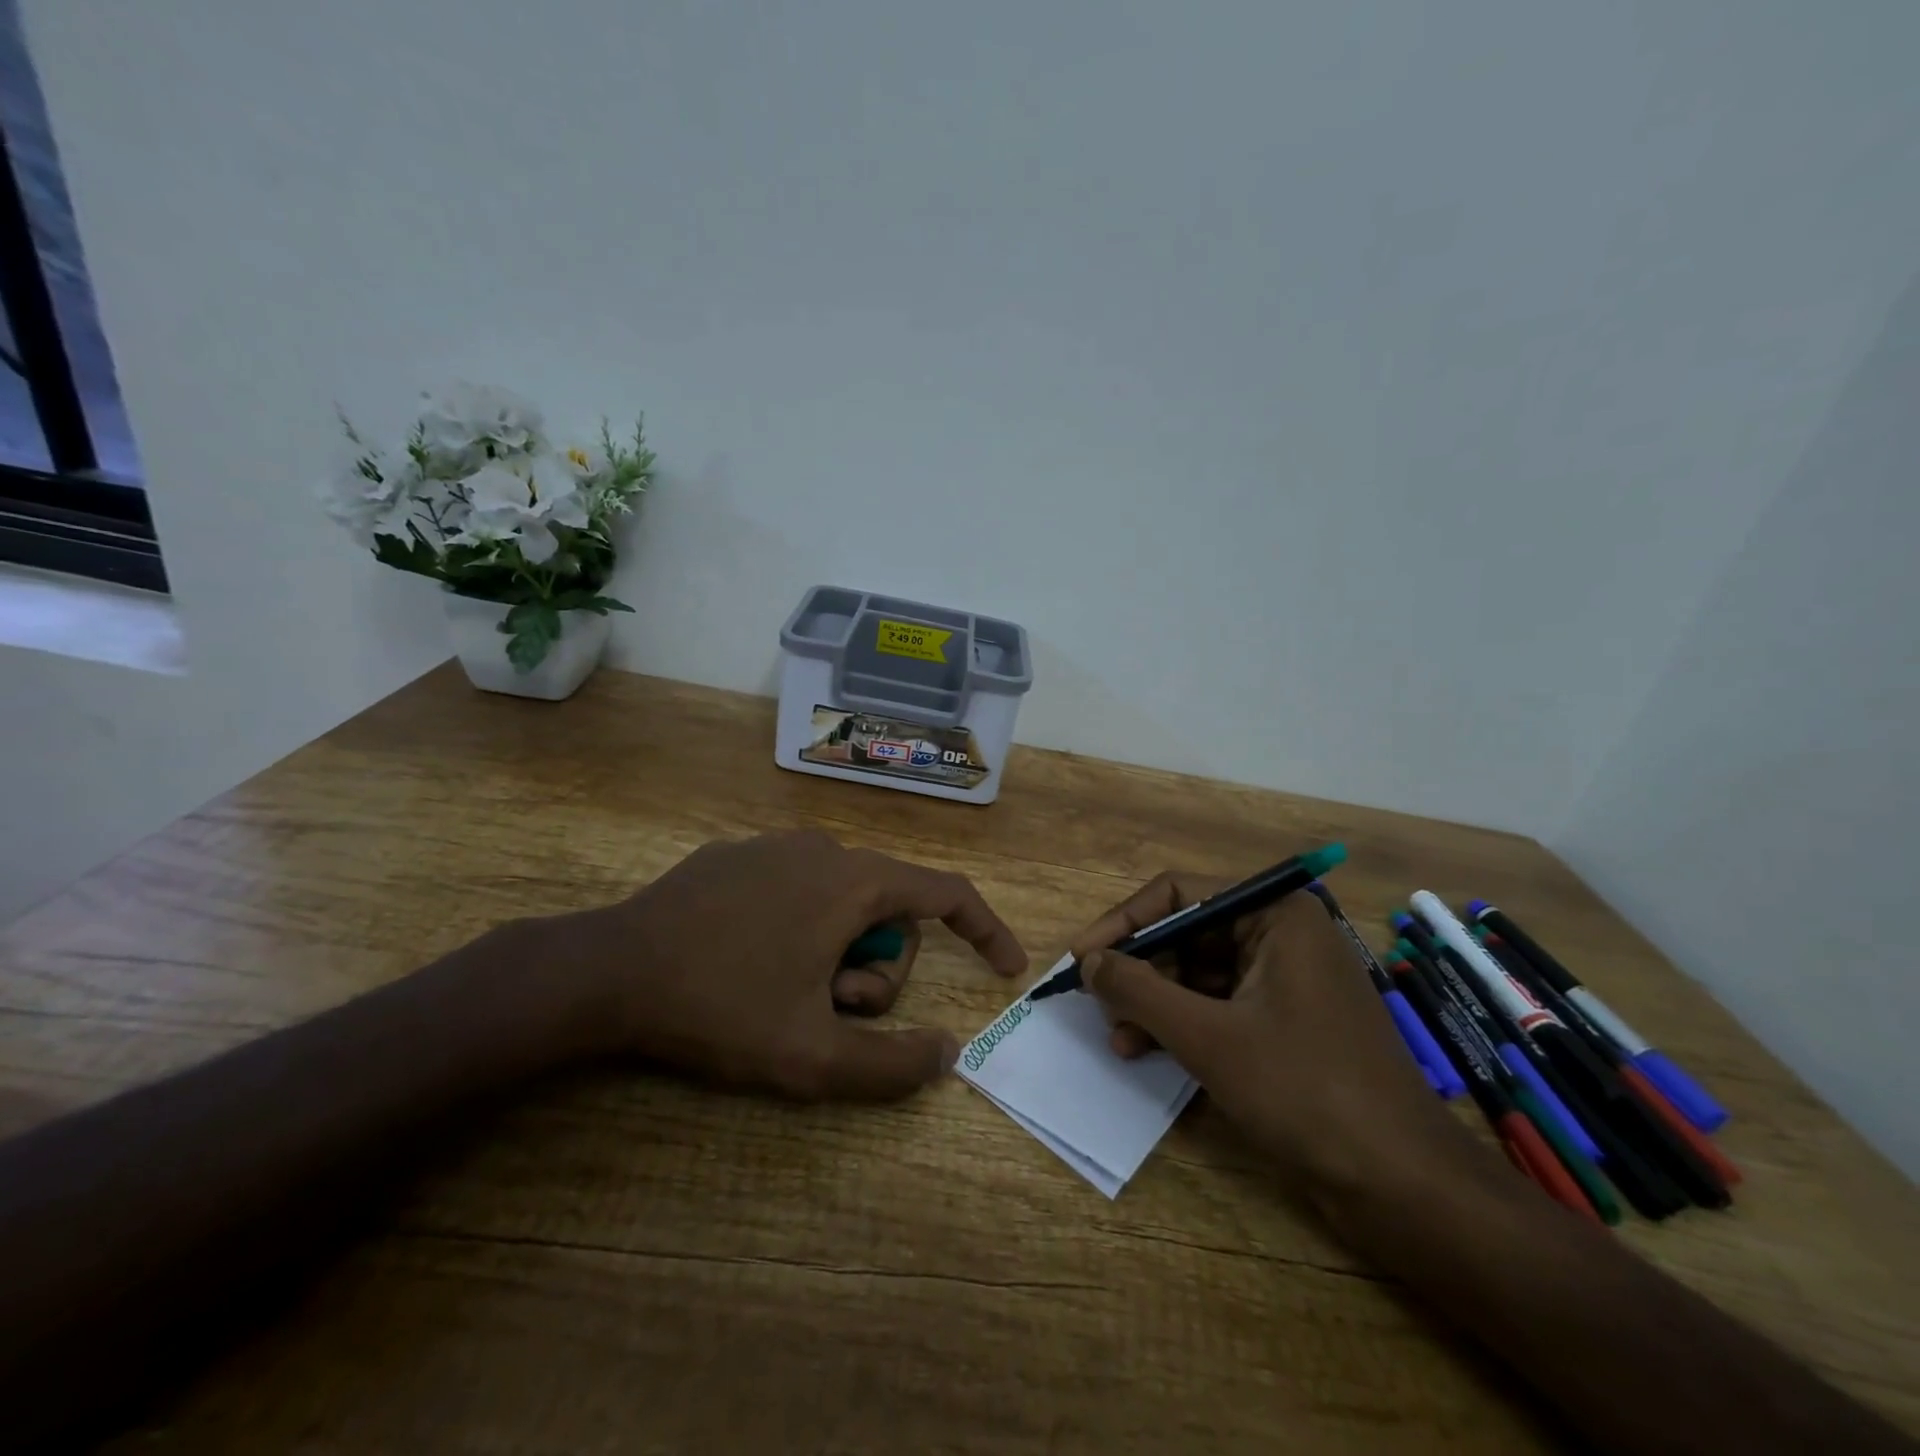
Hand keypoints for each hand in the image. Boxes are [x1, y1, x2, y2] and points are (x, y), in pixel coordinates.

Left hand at [559, 831, 1026, 1099]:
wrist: (608, 970)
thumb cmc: (721, 1006)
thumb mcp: (812, 1056)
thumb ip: (892, 1064)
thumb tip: (948, 1052)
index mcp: (854, 881)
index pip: (947, 893)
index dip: (985, 930)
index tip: (1006, 967)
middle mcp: (824, 848)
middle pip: (888, 912)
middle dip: (875, 971)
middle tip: (830, 1012)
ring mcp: (776, 846)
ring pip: (842, 902)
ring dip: (835, 955)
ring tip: (785, 993)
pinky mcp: (736, 856)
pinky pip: (798, 890)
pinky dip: (800, 930)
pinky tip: (750, 962)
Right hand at [1069, 875, 1472, 1196]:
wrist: (1404, 1186)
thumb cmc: (1304, 1091)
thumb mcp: (1207, 1037)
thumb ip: (1139, 989)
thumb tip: (1088, 962)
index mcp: (1275, 914)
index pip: (1178, 894)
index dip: (1122, 923)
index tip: (1080, 958)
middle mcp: (1282, 933)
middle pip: (1188, 933)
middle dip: (1140, 970)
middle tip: (1098, 1004)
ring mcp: (1287, 979)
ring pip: (1199, 972)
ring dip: (1155, 1002)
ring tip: (1120, 1039)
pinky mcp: (1288, 1020)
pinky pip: (1220, 1005)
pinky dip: (1183, 1024)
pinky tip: (1149, 1052)